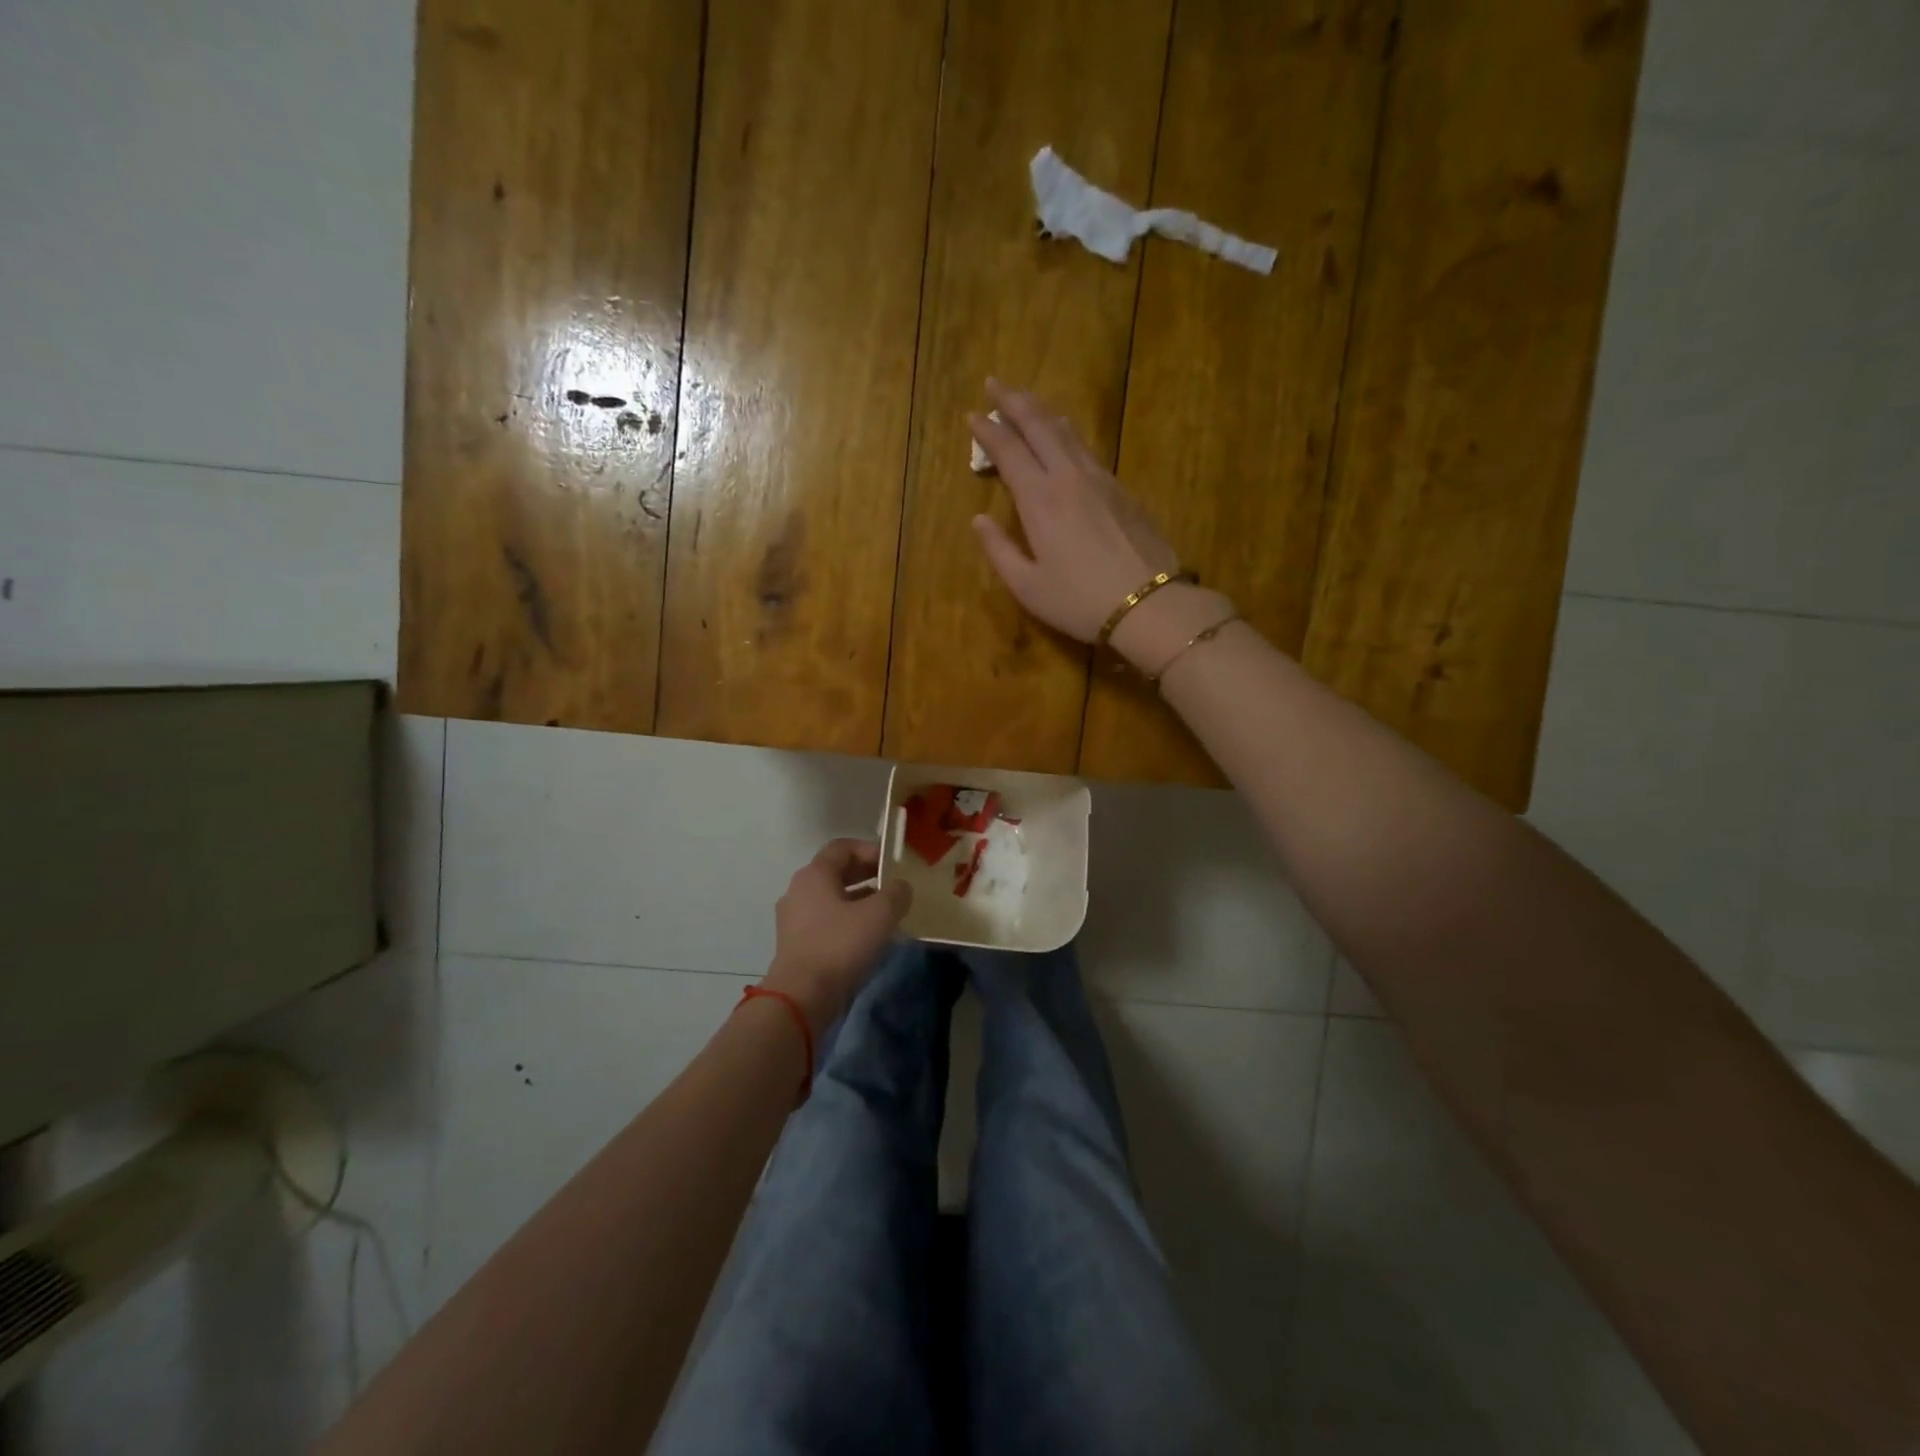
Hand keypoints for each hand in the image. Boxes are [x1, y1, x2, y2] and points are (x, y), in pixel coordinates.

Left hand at [763, 839, 912, 1034]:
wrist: (801, 997)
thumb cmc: (840, 945)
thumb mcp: (880, 915)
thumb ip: (896, 893)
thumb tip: (901, 886)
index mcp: (814, 874)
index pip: (843, 847)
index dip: (870, 850)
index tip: (893, 863)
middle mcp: (799, 890)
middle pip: (836, 872)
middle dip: (867, 875)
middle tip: (894, 885)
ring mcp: (794, 919)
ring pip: (832, 899)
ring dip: (859, 901)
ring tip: (887, 913)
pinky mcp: (796, 944)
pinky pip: (826, 922)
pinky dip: (847, 922)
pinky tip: (869, 937)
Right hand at [968, 380, 1235, 673]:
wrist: (1149, 604)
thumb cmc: (1079, 601)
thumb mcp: (1028, 587)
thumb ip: (999, 550)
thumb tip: (978, 521)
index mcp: (1039, 499)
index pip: (1008, 451)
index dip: (988, 431)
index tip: (972, 414)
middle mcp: (1068, 477)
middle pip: (1039, 426)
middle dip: (1014, 402)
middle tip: (995, 383)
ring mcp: (1100, 479)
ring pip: (1067, 431)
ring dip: (1042, 412)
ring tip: (1027, 401)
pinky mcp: (1122, 489)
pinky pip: (1087, 448)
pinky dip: (1067, 433)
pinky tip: (1065, 434)